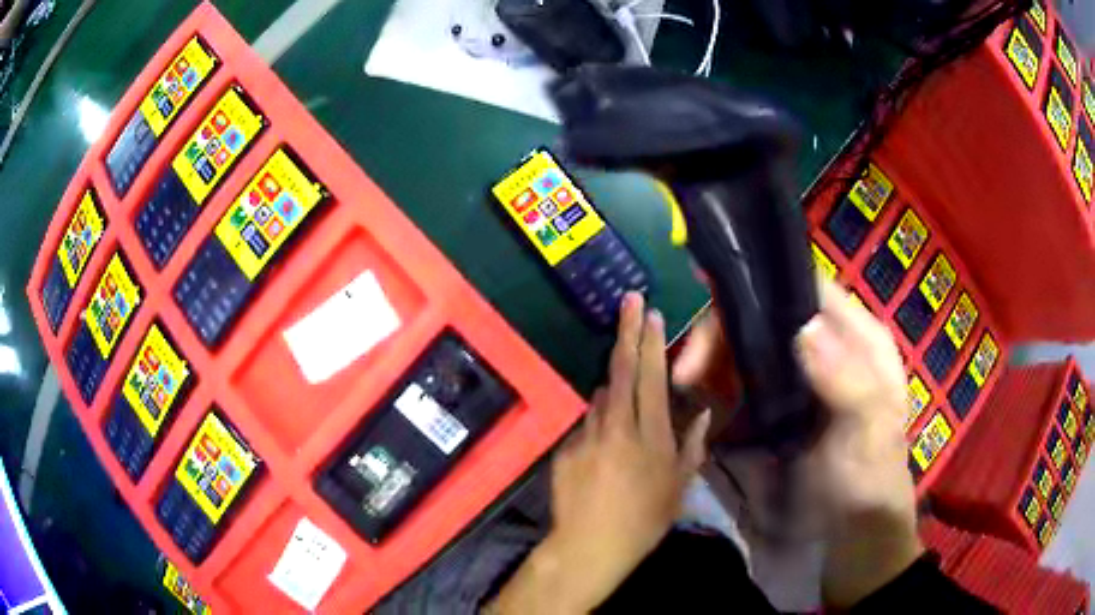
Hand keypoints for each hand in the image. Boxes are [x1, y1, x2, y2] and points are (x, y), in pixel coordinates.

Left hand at [490, 292, 710, 614]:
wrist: (590, 545)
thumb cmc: (645, 520)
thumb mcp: (679, 487)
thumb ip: (692, 446)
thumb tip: (700, 414)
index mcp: (650, 437)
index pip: (651, 379)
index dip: (652, 344)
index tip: (652, 314)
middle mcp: (616, 427)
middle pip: (621, 370)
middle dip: (627, 331)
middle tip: (629, 299)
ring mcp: (586, 435)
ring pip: (601, 395)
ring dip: (614, 385)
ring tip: (625, 408)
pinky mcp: (565, 447)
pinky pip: (587, 424)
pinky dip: (599, 422)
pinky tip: (606, 446)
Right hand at [672, 279, 920, 606]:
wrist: (851, 532)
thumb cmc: (871, 478)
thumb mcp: (871, 432)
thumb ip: (848, 382)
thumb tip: (803, 330)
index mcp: (857, 339)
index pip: (808, 289)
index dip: (766, 285)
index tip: (719, 301)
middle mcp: (823, 348)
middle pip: (765, 315)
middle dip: (723, 331)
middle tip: (689, 369)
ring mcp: (794, 378)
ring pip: (745, 346)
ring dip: (712, 358)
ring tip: (685, 383)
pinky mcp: (772, 407)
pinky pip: (737, 381)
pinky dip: (714, 384)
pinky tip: (696, 397)